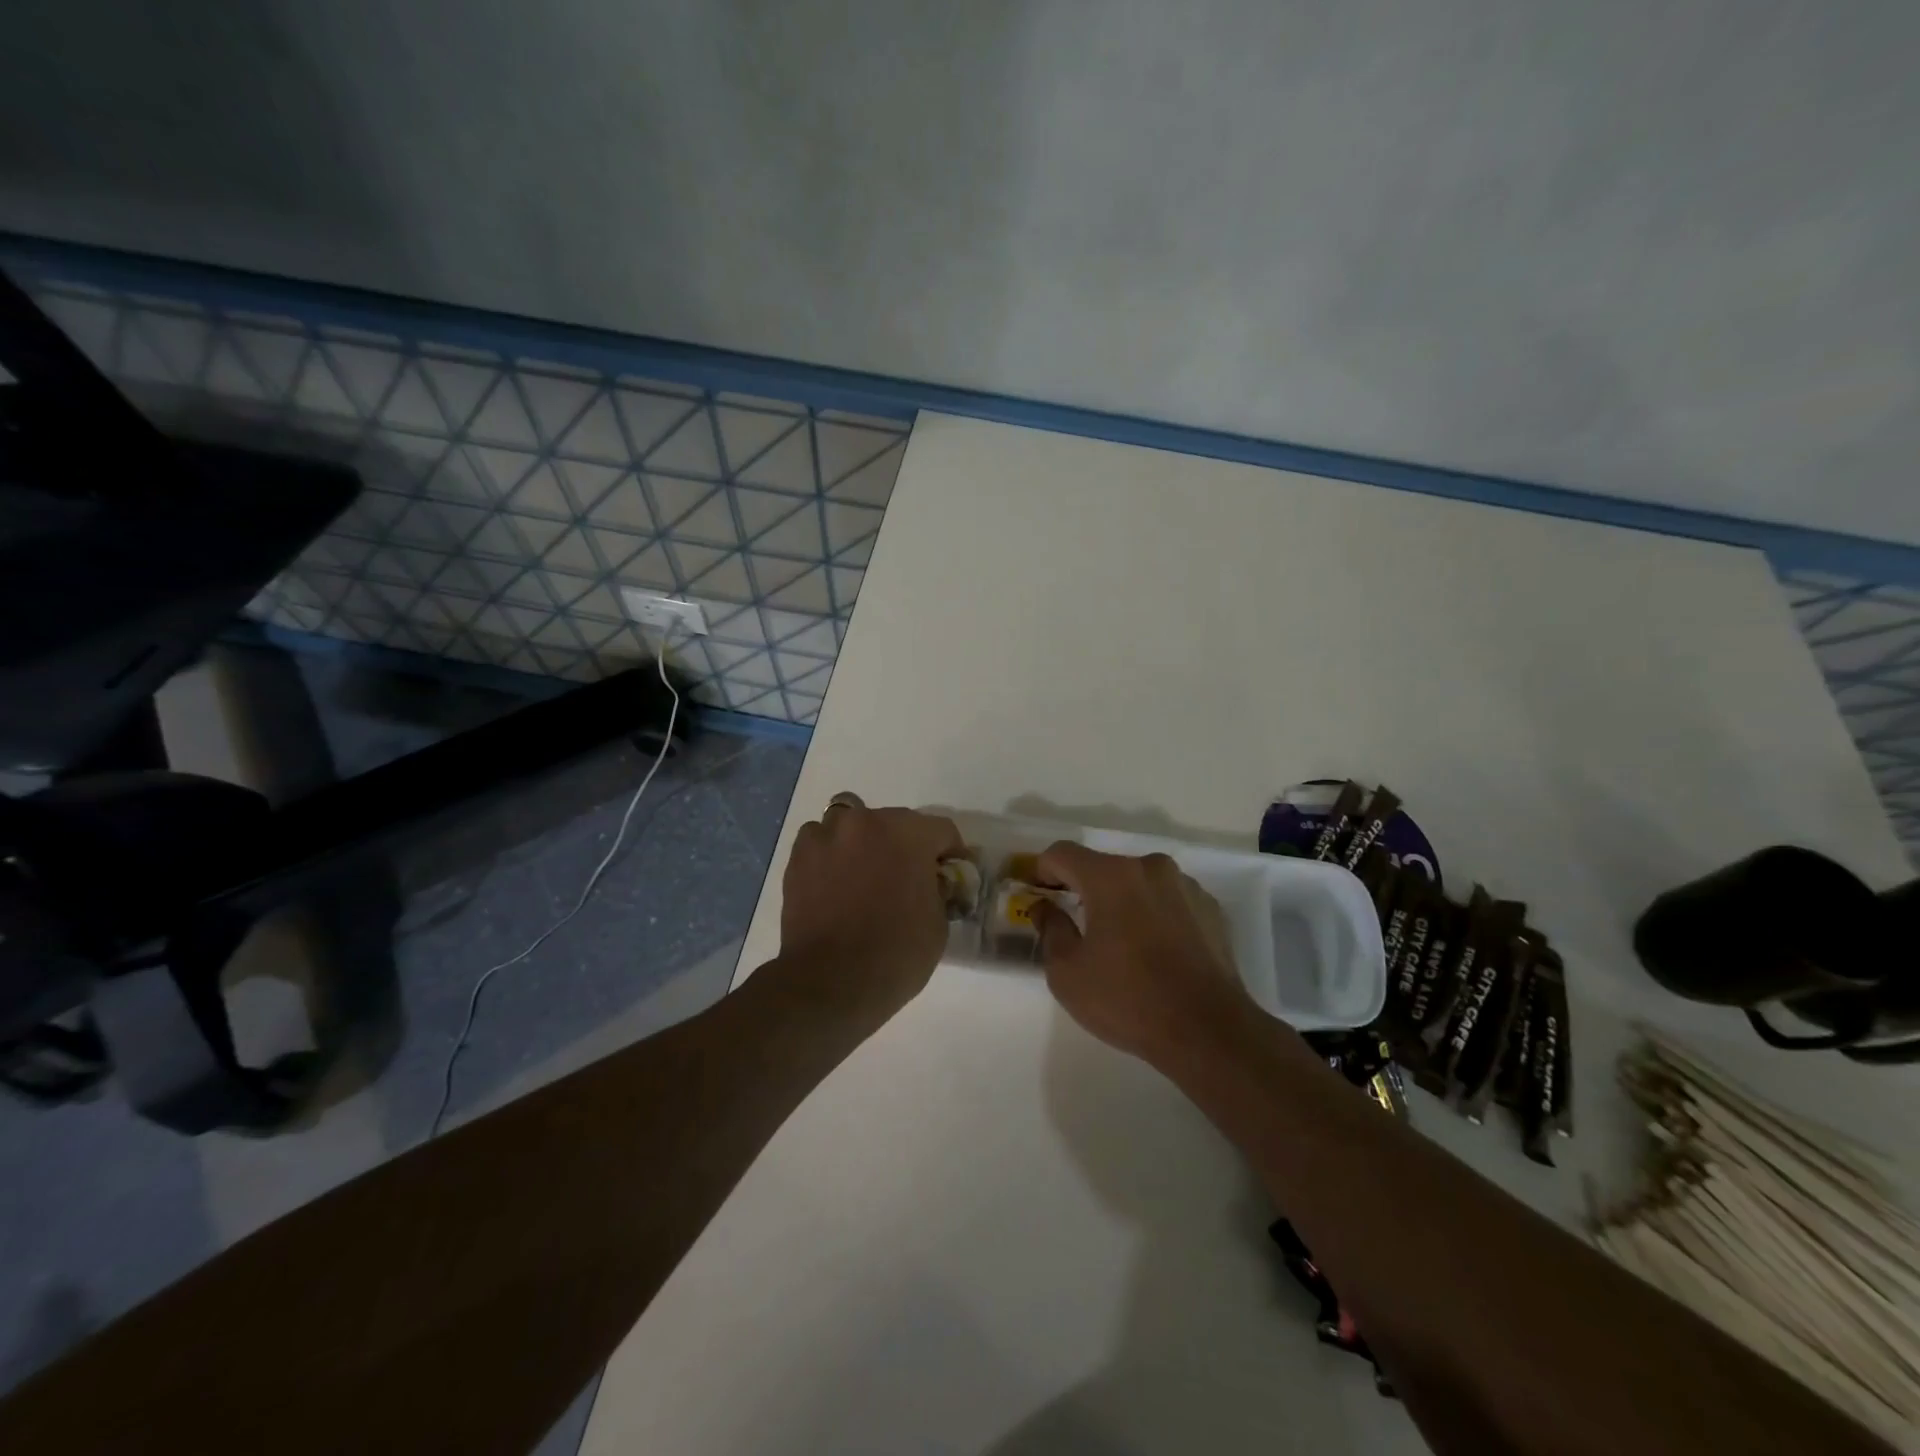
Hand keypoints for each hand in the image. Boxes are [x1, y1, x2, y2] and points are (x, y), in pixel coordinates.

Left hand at [775, 793, 962, 1019]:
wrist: (830, 982)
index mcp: (909, 834)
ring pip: (852, 823)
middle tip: (905, 878)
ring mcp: (828, 835)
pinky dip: (830, 853)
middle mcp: (867, 821)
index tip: (949, 874)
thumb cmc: (896, 953)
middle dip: (904, 845)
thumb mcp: (938, 922)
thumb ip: (937, 888)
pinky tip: (834, 880)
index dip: (950, 853)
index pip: (941, 830)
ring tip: (863, 873)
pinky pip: (820, 840)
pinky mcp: (798, 856)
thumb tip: (930, 880)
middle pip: (895, 822)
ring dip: (862, 841)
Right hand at [1031, 843, 1253, 1066]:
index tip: (1037, 894)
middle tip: (1075, 925)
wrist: (1209, 1031)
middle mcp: (1150, 868)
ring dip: (1122, 902)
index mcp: (1111, 876)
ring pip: (1139, 883)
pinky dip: (1154, 916)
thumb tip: (1045, 907)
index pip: (1062, 854)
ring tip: (1120, 944)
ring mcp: (1186, 886)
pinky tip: (1155, 953)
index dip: (1042, 870)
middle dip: (1084, 889)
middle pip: (1103, 867)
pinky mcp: (1211, 909)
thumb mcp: (1067, 973)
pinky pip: (1169, 902)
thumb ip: (1050, 929)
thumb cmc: (1128, 999)